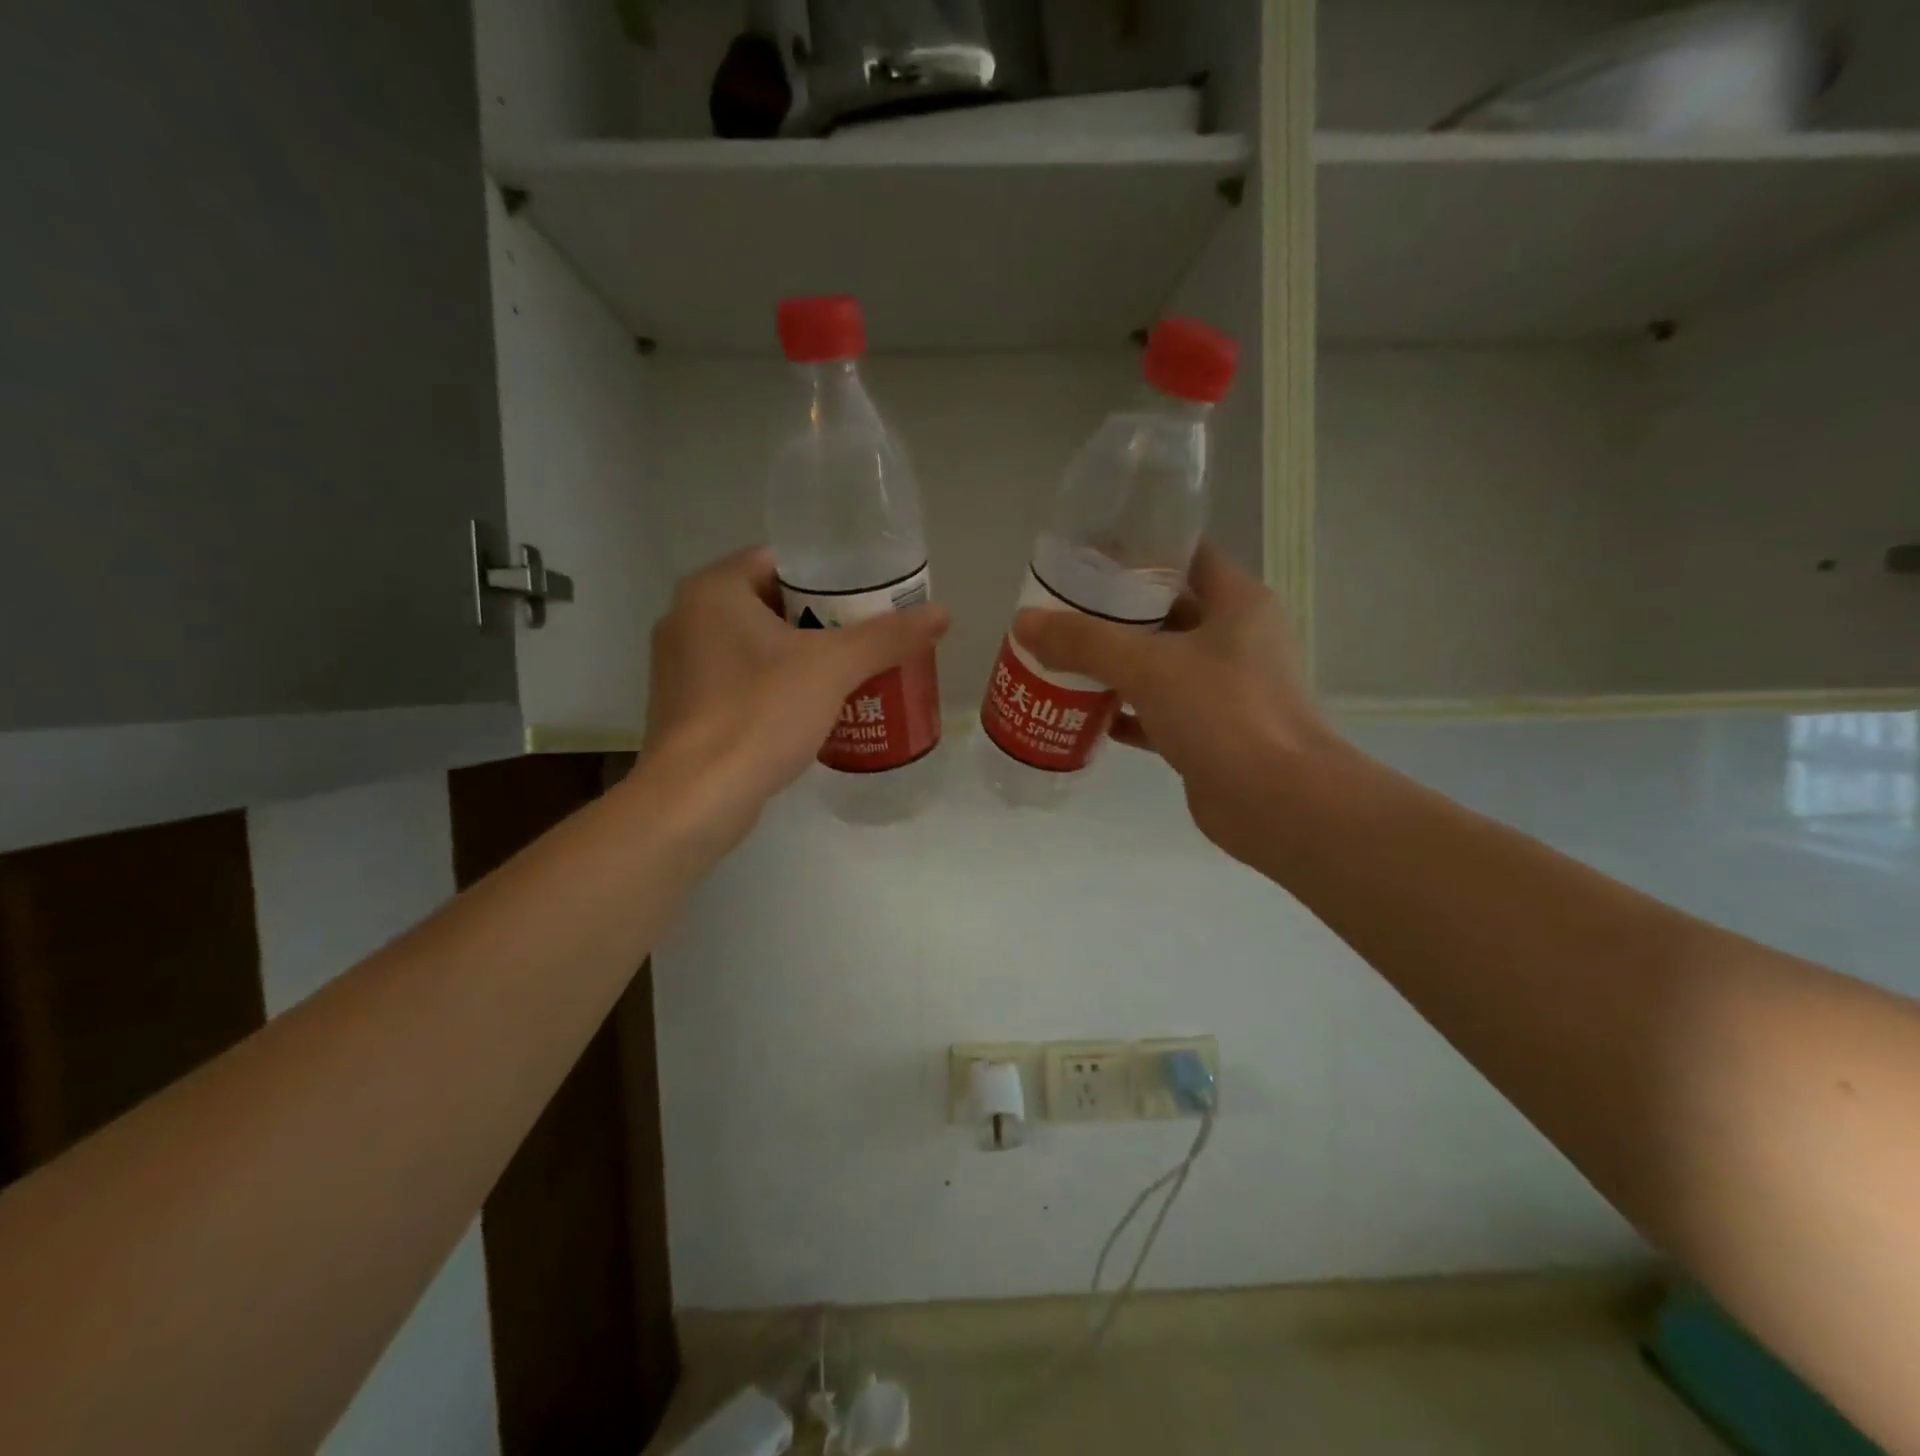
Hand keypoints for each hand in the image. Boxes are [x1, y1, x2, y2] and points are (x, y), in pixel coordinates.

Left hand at [644, 547, 948, 835]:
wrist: (697, 798)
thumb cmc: (760, 714)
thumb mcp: (833, 668)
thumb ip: (887, 637)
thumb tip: (942, 613)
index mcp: (712, 590)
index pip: (779, 562)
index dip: (828, 578)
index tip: (867, 601)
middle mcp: (685, 617)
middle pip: (769, 604)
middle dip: (819, 620)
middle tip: (866, 638)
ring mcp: (679, 665)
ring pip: (754, 645)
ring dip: (798, 655)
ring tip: (848, 672)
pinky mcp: (683, 707)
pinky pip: (739, 679)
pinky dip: (773, 685)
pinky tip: (810, 708)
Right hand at [1012, 543, 1332, 866]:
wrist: (1277, 802)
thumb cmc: (1223, 712)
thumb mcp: (1148, 666)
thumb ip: (1084, 642)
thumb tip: (1023, 622)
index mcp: (1238, 603)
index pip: (1186, 558)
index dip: (1138, 554)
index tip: (1088, 561)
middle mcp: (1237, 640)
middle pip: (1166, 613)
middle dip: (1114, 615)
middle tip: (1061, 614)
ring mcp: (1226, 690)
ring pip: (1161, 666)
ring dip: (1115, 666)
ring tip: (1061, 660)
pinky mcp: (1211, 733)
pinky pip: (1159, 712)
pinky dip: (1126, 712)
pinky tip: (1084, 713)